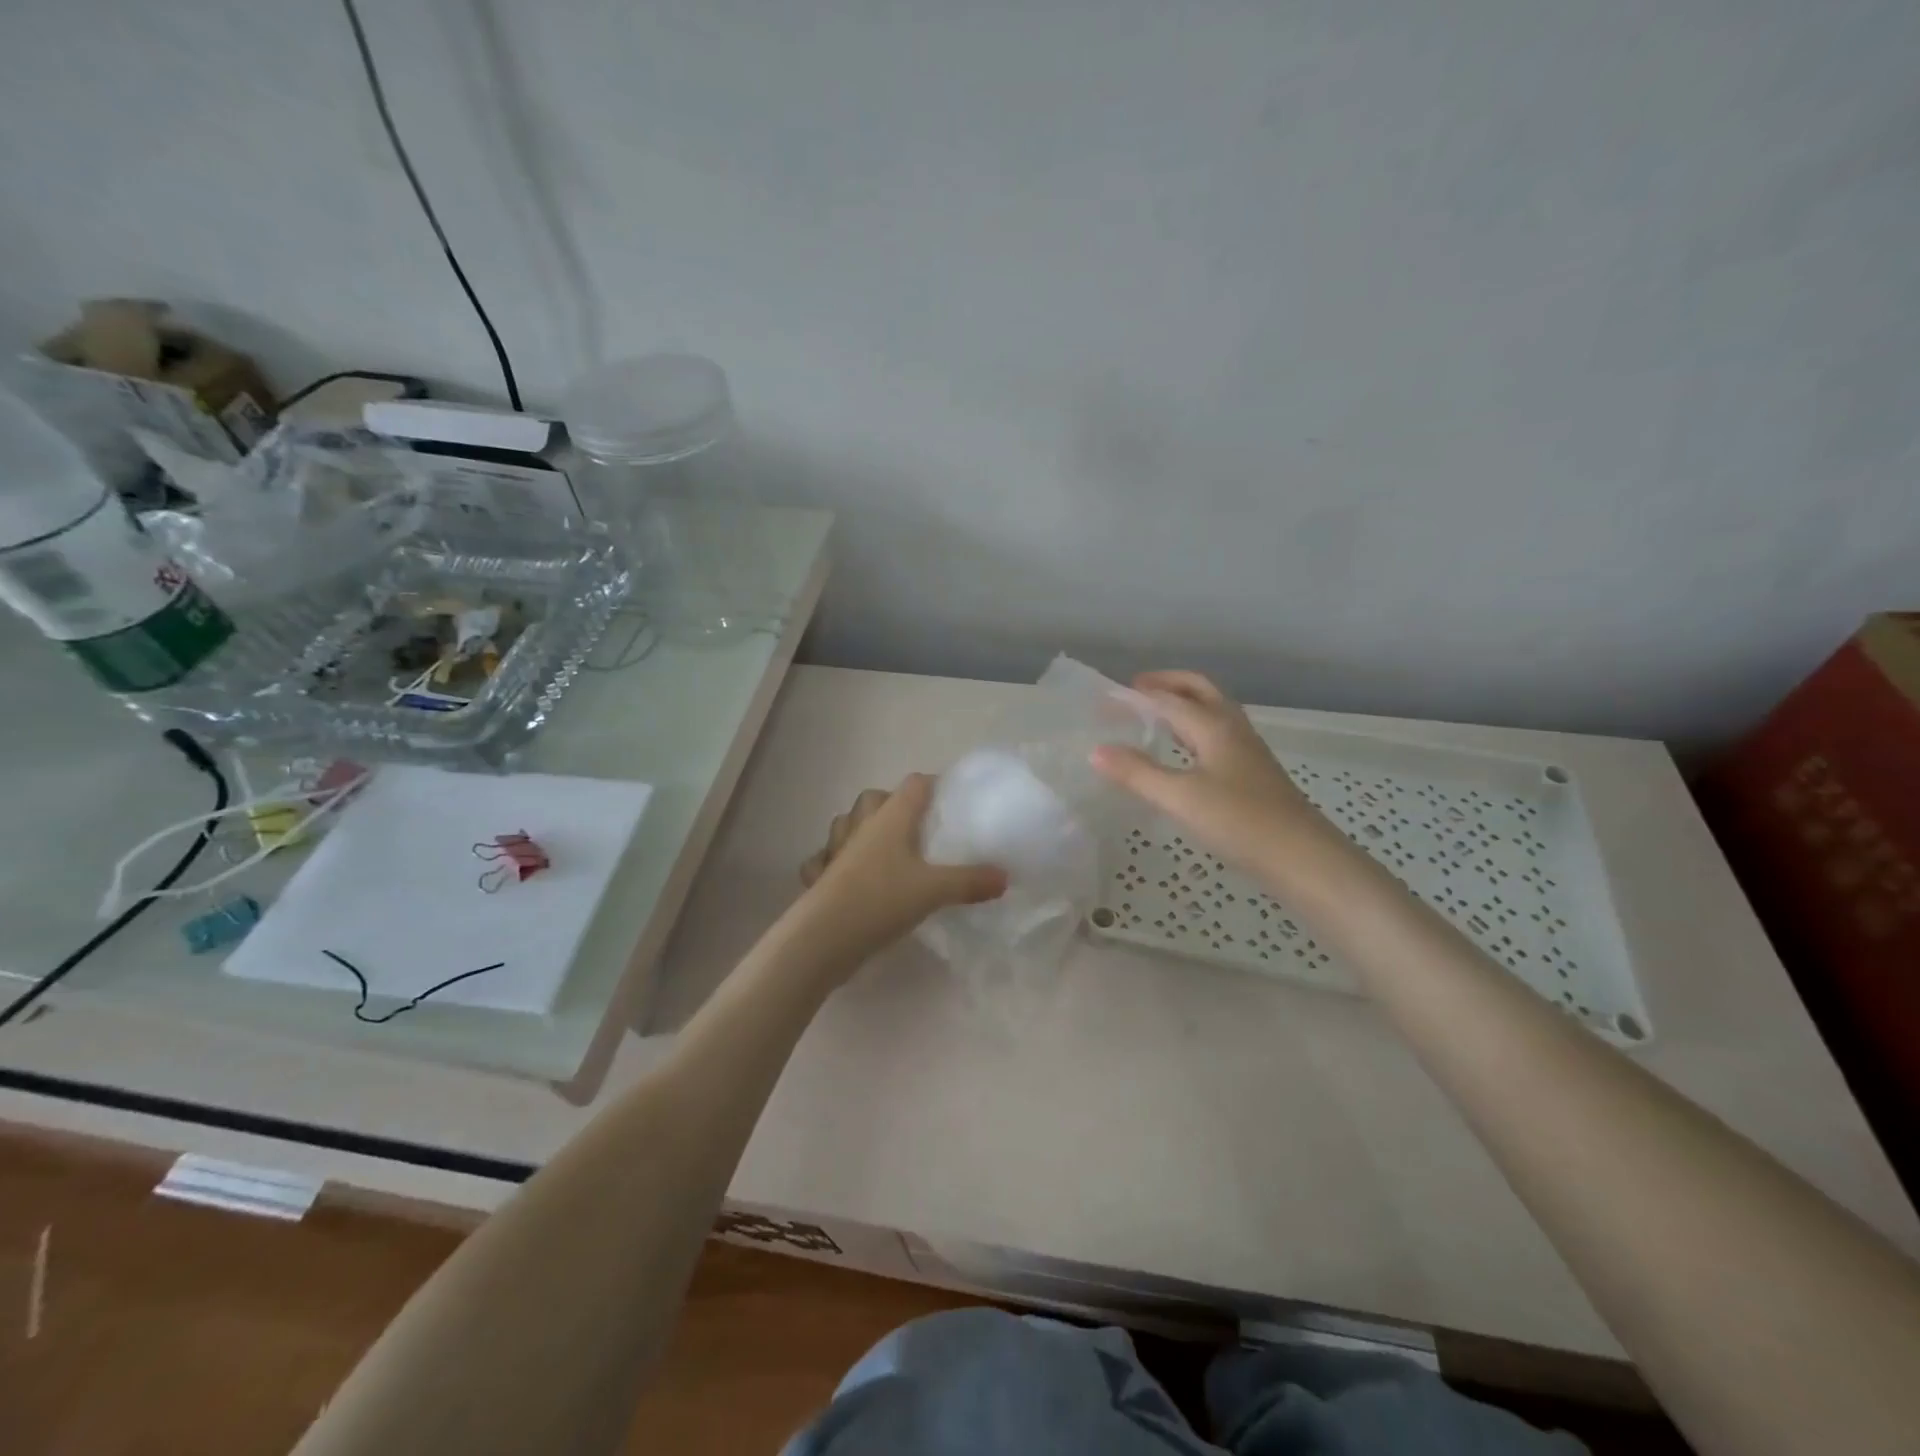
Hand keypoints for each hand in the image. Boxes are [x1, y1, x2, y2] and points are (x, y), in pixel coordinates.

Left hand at [794, 775, 1006, 970]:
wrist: (825, 937)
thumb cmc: (882, 900)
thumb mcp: (935, 890)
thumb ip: (970, 881)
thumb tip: (1004, 877)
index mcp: (891, 818)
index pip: (914, 784)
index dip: (933, 785)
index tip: (952, 800)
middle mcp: (861, 826)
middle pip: (875, 798)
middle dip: (893, 804)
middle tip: (917, 827)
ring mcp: (836, 850)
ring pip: (845, 824)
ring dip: (861, 828)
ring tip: (883, 847)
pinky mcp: (820, 877)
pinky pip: (823, 859)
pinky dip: (832, 862)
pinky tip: (845, 875)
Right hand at [1092, 671, 1329, 877]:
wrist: (1302, 858)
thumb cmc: (1240, 822)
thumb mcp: (1180, 798)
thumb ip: (1138, 773)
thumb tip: (1096, 750)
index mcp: (1214, 726)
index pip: (1168, 699)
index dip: (1135, 696)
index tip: (1104, 698)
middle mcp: (1232, 729)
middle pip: (1199, 690)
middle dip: (1167, 683)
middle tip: (1135, 689)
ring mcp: (1247, 750)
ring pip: (1212, 711)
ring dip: (1183, 703)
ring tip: (1154, 716)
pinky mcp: (1254, 773)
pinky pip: (1217, 734)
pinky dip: (1194, 729)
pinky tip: (1184, 753)